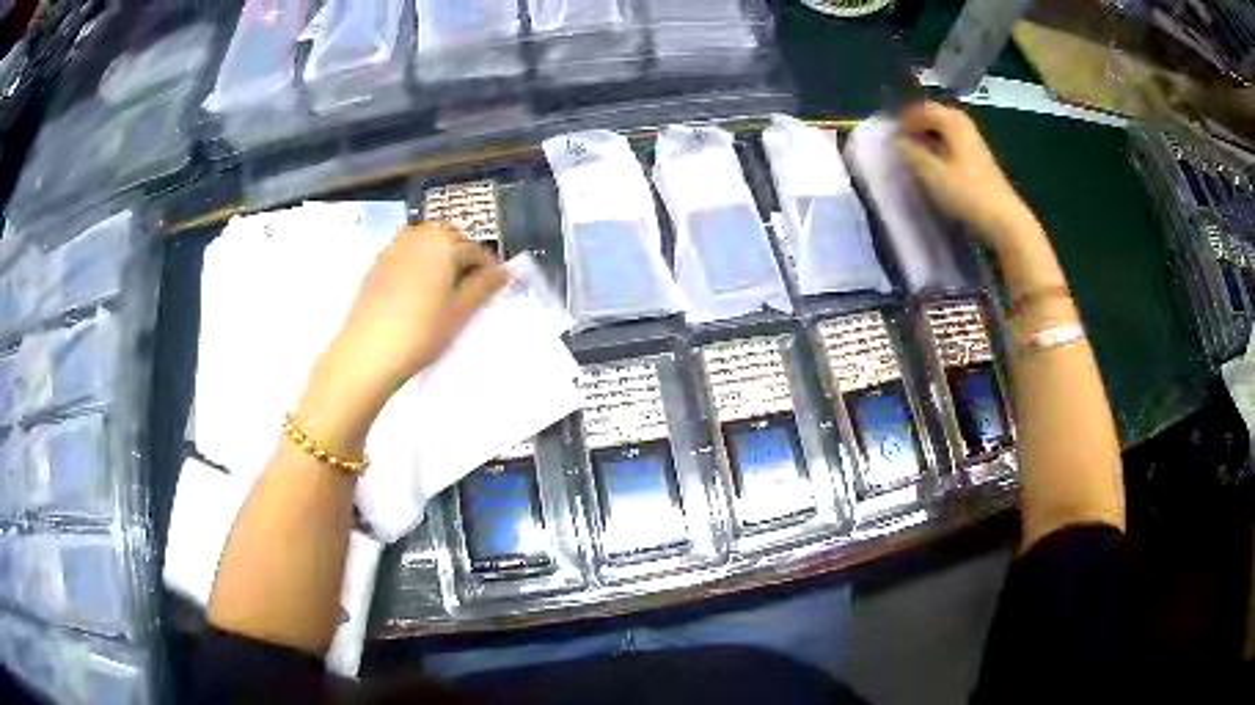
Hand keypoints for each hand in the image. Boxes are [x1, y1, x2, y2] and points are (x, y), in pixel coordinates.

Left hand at [296, 223, 508, 451]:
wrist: (366, 355)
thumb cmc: (419, 335)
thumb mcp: (459, 313)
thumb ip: (484, 287)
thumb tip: (506, 271)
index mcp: (442, 244)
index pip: (475, 249)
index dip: (487, 270)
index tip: (491, 291)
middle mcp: (417, 237)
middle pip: (449, 238)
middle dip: (462, 258)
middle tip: (467, 291)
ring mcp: (393, 248)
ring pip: (425, 243)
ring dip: (439, 258)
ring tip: (442, 291)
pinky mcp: (376, 264)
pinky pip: (405, 253)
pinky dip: (417, 264)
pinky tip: (416, 293)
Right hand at [896, 101, 1039, 253]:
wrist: (1004, 220)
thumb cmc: (967, 194)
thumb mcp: (932, 174)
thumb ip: (911, 154)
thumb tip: (896, 141)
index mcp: (953, 123)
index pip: (924, 108)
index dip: (906, 119)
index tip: (893, 136)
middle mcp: (965, 126)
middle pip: (938, 114)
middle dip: (920, 123)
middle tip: (905, 139)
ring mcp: (976, 144)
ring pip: (949, 129)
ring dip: (932, 135)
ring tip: (919, 151)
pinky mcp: (982, 162)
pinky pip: (957, 143)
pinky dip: (943, 146)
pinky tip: (939, 164)